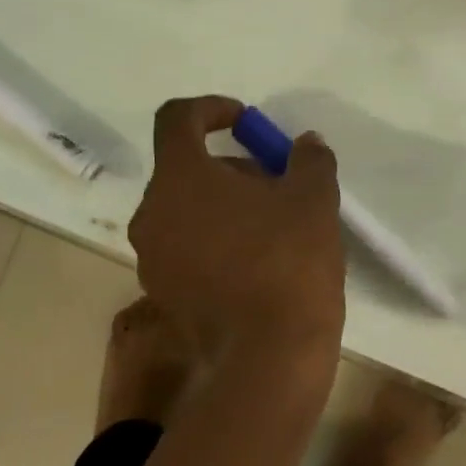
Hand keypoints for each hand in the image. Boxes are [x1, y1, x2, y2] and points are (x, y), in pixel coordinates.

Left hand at [129, 96, 345, 363]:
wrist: (269, 357)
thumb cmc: (288, 263)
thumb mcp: (314, 200)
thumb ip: (309, 160)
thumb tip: (306, 144)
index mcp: (179, 179)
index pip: (177, 119)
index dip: (211, 109)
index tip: (245, 122)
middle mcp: (152, 215)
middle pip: (186, 170)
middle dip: (232, 168)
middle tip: (278, 185)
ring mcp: (153, 260)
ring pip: (186, 213)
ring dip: (224, 207)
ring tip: (274, 227)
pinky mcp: (164, 297)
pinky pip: (187, 250)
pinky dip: (216, 242)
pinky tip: (259, 265)